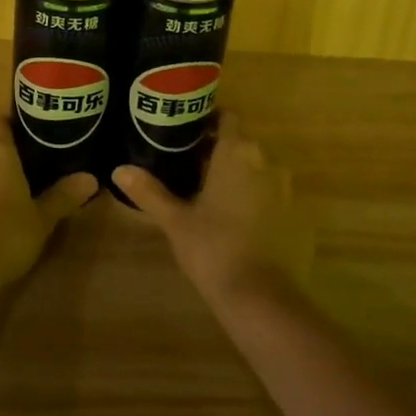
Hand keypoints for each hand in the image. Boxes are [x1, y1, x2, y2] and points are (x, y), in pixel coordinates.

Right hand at [113, 114, 308, 304]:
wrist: (261, 297)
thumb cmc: (213, 248)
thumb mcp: (175, 219)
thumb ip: (149, 191)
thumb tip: (119, 170)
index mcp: (236, 153)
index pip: (227, 118)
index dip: (209, 121)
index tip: (187, 133)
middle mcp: (267, 162)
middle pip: (242, 144)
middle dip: (219, 151)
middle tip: (189, 166)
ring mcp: (286, 190)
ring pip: (258, 170)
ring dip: (239, 176)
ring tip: (210, 194)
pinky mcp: (297, 216)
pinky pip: (272, 195)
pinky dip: (256, 200)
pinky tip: (236, 221)